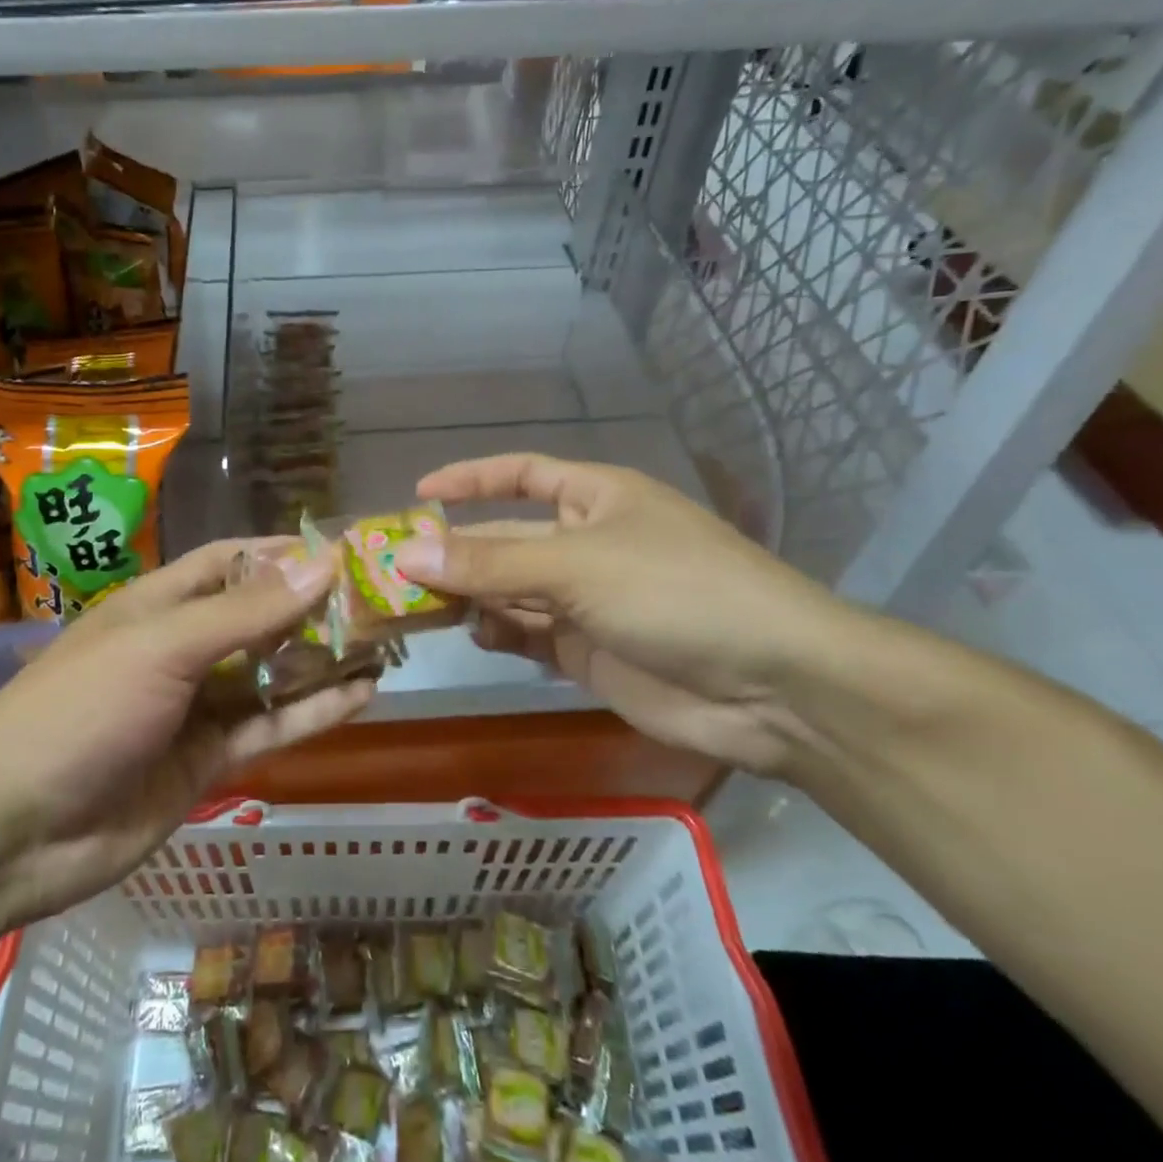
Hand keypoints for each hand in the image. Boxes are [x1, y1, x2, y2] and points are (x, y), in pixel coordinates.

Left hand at [0, 540, 374, 933]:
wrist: (13, 834)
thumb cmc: (81, 710)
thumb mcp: (163, 647)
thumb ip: (247, 612)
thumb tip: (324, 563)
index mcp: (160, 605)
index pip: (230, 562)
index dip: (282, 552)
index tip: (342, 549)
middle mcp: (182, 649)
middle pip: (260, 617)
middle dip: (315, 607)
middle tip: (381, 600)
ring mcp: (197, 707)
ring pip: (273, 675)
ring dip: (324, 660)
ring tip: (387, 645)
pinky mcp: (209, 761)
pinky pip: (271, 728)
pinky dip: (315, 713)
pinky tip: (363, 696)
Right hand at [392, 454, 862, 775]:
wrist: (771, 687)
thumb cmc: (674, 591)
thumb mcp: (575, 565)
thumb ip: (488, 562)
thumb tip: (405, 553)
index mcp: (595, 498)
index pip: (520, 475)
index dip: (470, 480)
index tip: (417, 494)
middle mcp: (587, 543)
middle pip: (505, 538)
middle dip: (455, 550)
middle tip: (391, 567)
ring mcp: (587, 601)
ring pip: (510, 590)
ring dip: (468, 595)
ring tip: (413, 605)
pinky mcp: (588, 651)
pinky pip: (528, 634)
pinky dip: (498, 633)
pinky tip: (471, 635)